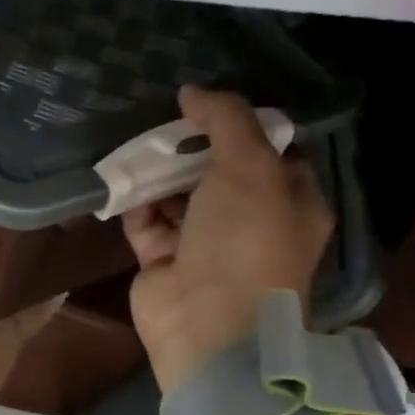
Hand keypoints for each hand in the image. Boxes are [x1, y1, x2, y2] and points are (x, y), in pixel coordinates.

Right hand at [124, 86, 332, 392]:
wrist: (208, 325)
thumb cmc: (245, 241)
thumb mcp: (250, 167)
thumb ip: (226, 121)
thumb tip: (193, 90)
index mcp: (291, 203)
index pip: (272, 154)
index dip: (243, 127)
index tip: (210, 106)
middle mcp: (252, 224)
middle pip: (219, 172)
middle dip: (192, 147)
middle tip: (166, 122)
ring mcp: (206, 246)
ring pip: (180, 196)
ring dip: (159, 173)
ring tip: (138, 147)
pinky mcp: (165, 262)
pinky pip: (148, 222)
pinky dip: (136, 204)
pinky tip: (123, 182)